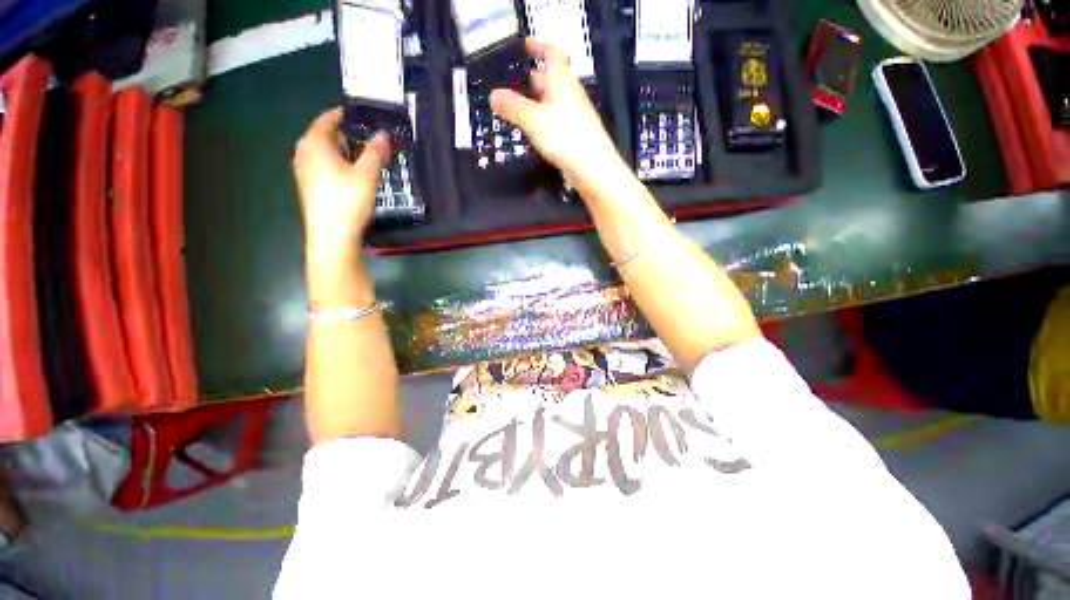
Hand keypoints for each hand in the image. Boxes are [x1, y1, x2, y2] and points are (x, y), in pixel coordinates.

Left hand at [292, 107, 390, 263]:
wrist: (331, 235)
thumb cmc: (347, 200)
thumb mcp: (366, 175)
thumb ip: (375, 152)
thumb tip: (383, 134)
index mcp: (314, 144)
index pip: (326, 120)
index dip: (341, 114)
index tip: (357, 112)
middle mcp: (304, 153)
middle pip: (322, 134)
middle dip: (341, 131)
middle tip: (363, 132)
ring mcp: (303, 171)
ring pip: (321, 151)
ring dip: (338, 147)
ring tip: (359, 151)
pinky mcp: (308, 186)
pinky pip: (320, 164)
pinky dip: (334, 161)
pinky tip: (348, 172)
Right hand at [490, 39, 619, 183]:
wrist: (592, 170)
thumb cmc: (565, 137)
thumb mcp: (534, 119)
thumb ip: (513, 106)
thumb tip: (493, 95)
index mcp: (563, 82)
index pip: (553, 54)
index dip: (539, 46)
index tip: (524, 45)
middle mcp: (569, 96)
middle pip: (550, 80)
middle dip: (530, 79)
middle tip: (509, 82)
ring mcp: (572, 119)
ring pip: (550, 104)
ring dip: (533, 103)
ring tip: (513, 108)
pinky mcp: (571, 138)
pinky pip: (552, 124)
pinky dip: (539, 123)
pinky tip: (529, 132)